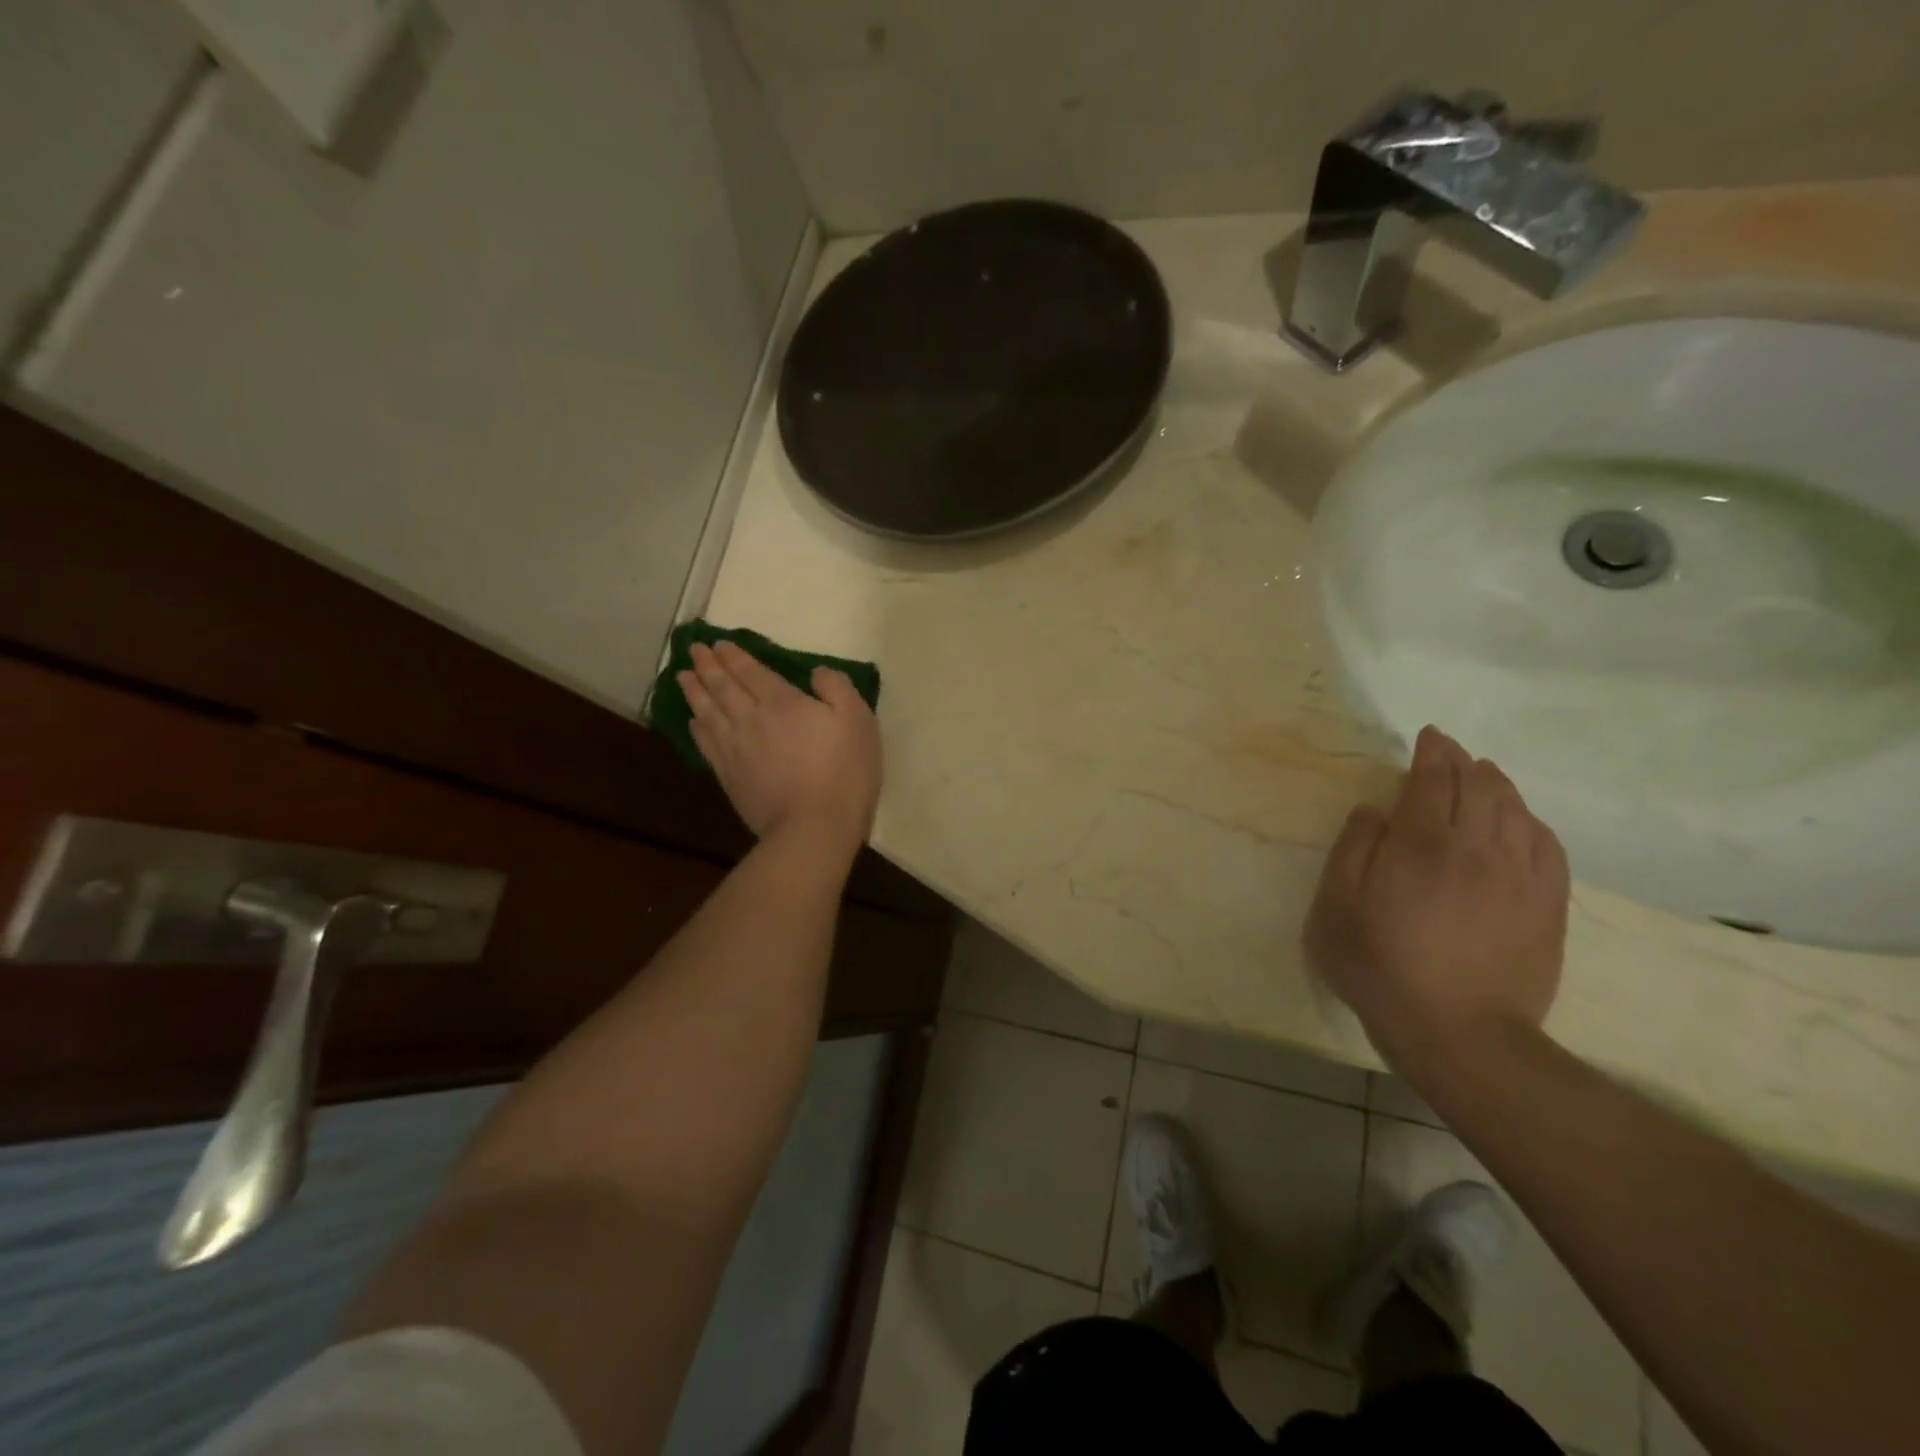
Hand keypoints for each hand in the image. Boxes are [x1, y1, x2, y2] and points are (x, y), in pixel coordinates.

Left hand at [678, 642, 881, 856]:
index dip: (734, 656)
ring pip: (707, 712)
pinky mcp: (729, 776)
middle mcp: (751, 719)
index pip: (751, 672)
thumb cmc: (844, 771)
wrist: (814, 827)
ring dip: (694, 691)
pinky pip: (706, 743)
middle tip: (695, 650)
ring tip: (683, 676)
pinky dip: (697, 727)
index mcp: (783, 702)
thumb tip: (816, 672)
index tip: (719, 644)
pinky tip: (693, 720)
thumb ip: (837, 688)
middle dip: (708, 666)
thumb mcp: (858, 721)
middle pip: (723, 686)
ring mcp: (735, 749)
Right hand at [1304, 725, 1569, 1079]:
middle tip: (1450, 753)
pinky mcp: (1547, 905)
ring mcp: (1520, 876)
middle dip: (1464, 761)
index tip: (1429, 736)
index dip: (1432, 752)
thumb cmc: (1380, 966)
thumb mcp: (1336, 907)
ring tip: (1483, 777)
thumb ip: (1352, 849)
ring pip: (1517, 810)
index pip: (1434, 778)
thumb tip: (1374, 811)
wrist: (1459, 1032)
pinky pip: (1547, 845)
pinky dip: (1531, 821)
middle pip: (1481, 786)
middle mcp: (1478, 846)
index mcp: (1423, 842)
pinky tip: (1520, 823)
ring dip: (1498, 785)